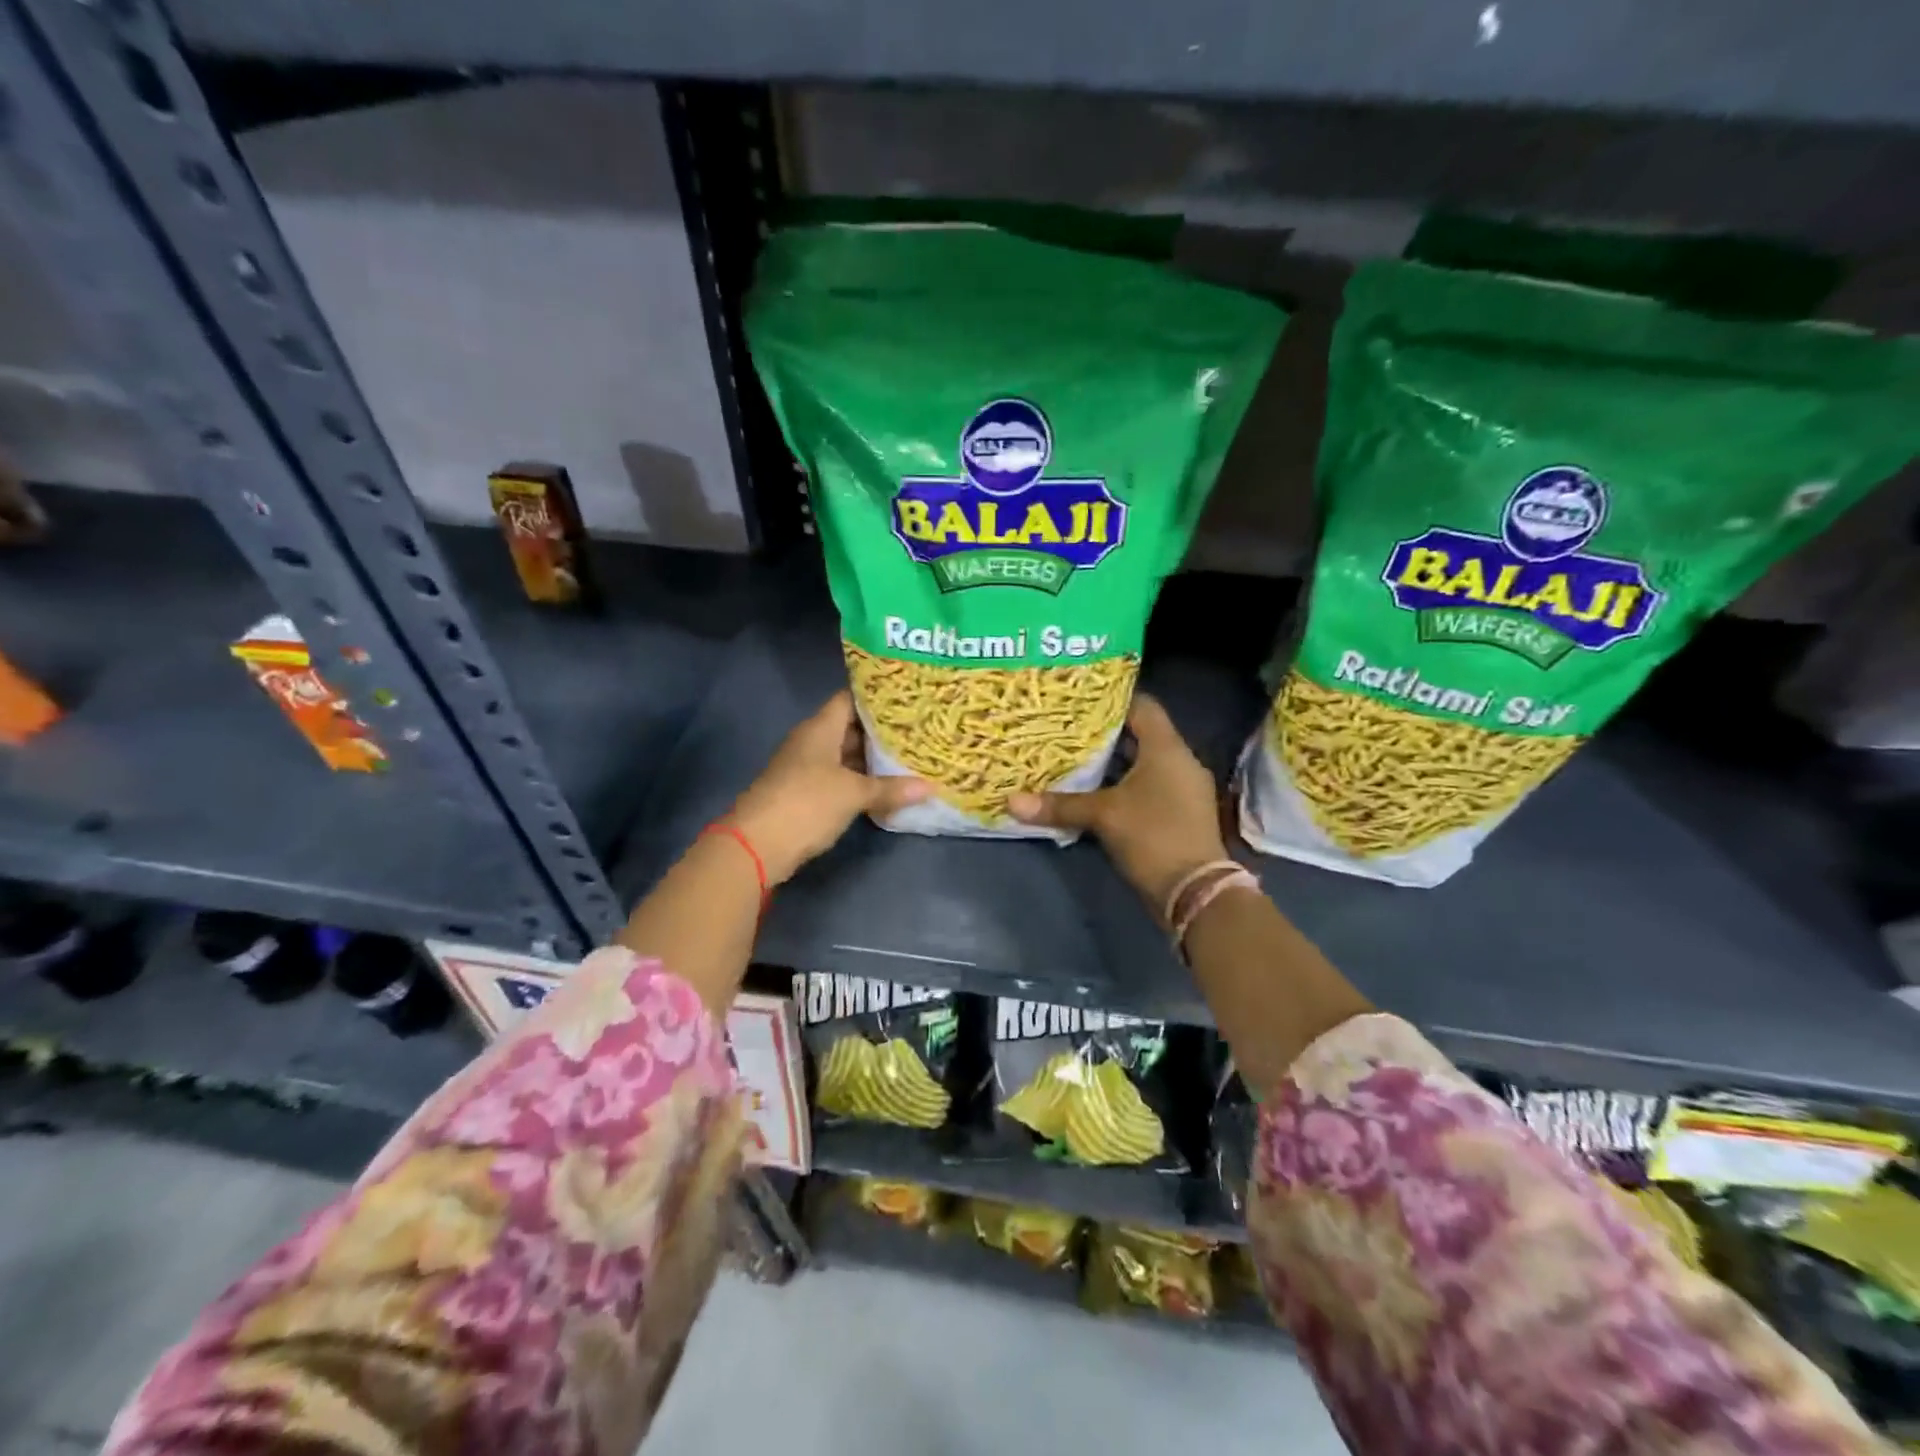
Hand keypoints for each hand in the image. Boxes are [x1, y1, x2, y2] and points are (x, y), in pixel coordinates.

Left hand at [730, 691, 929, 884]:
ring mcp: (805, 769)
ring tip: (909, 759)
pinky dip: (859, 782)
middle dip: (881, 733)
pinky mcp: (804, 794)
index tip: (907, 700)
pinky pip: (838, 779)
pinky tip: (885, 789)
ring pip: (844, 756)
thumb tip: (930, 787)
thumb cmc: (807, 803)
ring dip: (871, 761)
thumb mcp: (854, 794)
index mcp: (820, 729)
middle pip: (849, 728)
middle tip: (917, 732)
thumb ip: (890, 788)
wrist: (757, 845)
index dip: (876, 698)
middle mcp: (811, 742)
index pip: (849, 699)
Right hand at [1008, 694, 1229, 918]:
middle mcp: (1180, 762)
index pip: (1142, 706)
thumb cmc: (1153, 836)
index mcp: (1167, 748)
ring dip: (1113, 764)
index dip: (1111, 700)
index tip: (1079, 701)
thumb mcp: (1103, 816)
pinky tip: (1095, 794)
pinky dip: (1123, 786)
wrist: (1197, 892)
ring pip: (1143, 764)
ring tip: (1074, 759)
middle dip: (1104, 735)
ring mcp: (1182, 790)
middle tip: (1067, 730)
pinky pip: (1148, 788)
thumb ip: (1059, 805)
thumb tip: (1011, 801)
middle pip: (1140, 735)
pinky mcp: (1179, 814)